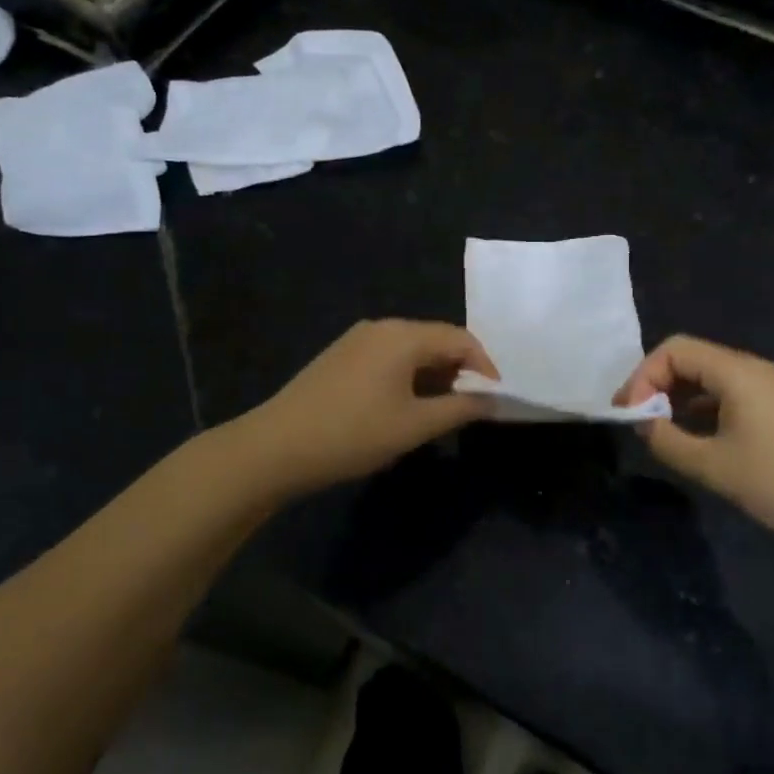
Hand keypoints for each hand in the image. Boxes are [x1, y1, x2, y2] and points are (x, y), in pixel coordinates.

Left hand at [234, 320, 497, 497]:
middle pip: (435, 339)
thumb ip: (460, 409)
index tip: (496, 399)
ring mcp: (356, 340)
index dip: (485, 366)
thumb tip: (492, 400)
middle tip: (471, 407)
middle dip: (460, 371)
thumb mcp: (415, 426)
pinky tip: (404, 406)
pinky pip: (387, 358)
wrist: (276, 447)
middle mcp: (381, 327)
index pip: (460, 338)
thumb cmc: (354, 434)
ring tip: (441, 411)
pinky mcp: (340, 357)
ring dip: (433, 376)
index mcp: (403, 335)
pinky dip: (407, 377)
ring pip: (410, 350)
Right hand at [617, 334, 773, 559]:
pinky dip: (707, 409)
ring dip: (682, 399)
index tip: (629, 414)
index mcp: (738, 372)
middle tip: (640, 423)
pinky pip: (735, 395)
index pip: (674, 349)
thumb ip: (668, 442)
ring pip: (714, 379)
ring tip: (665, 434)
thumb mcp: (715, 468)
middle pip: (693, 359)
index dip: (643, 376)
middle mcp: (757, 369)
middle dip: (658, 386)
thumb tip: (643, 423)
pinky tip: (702, 440)